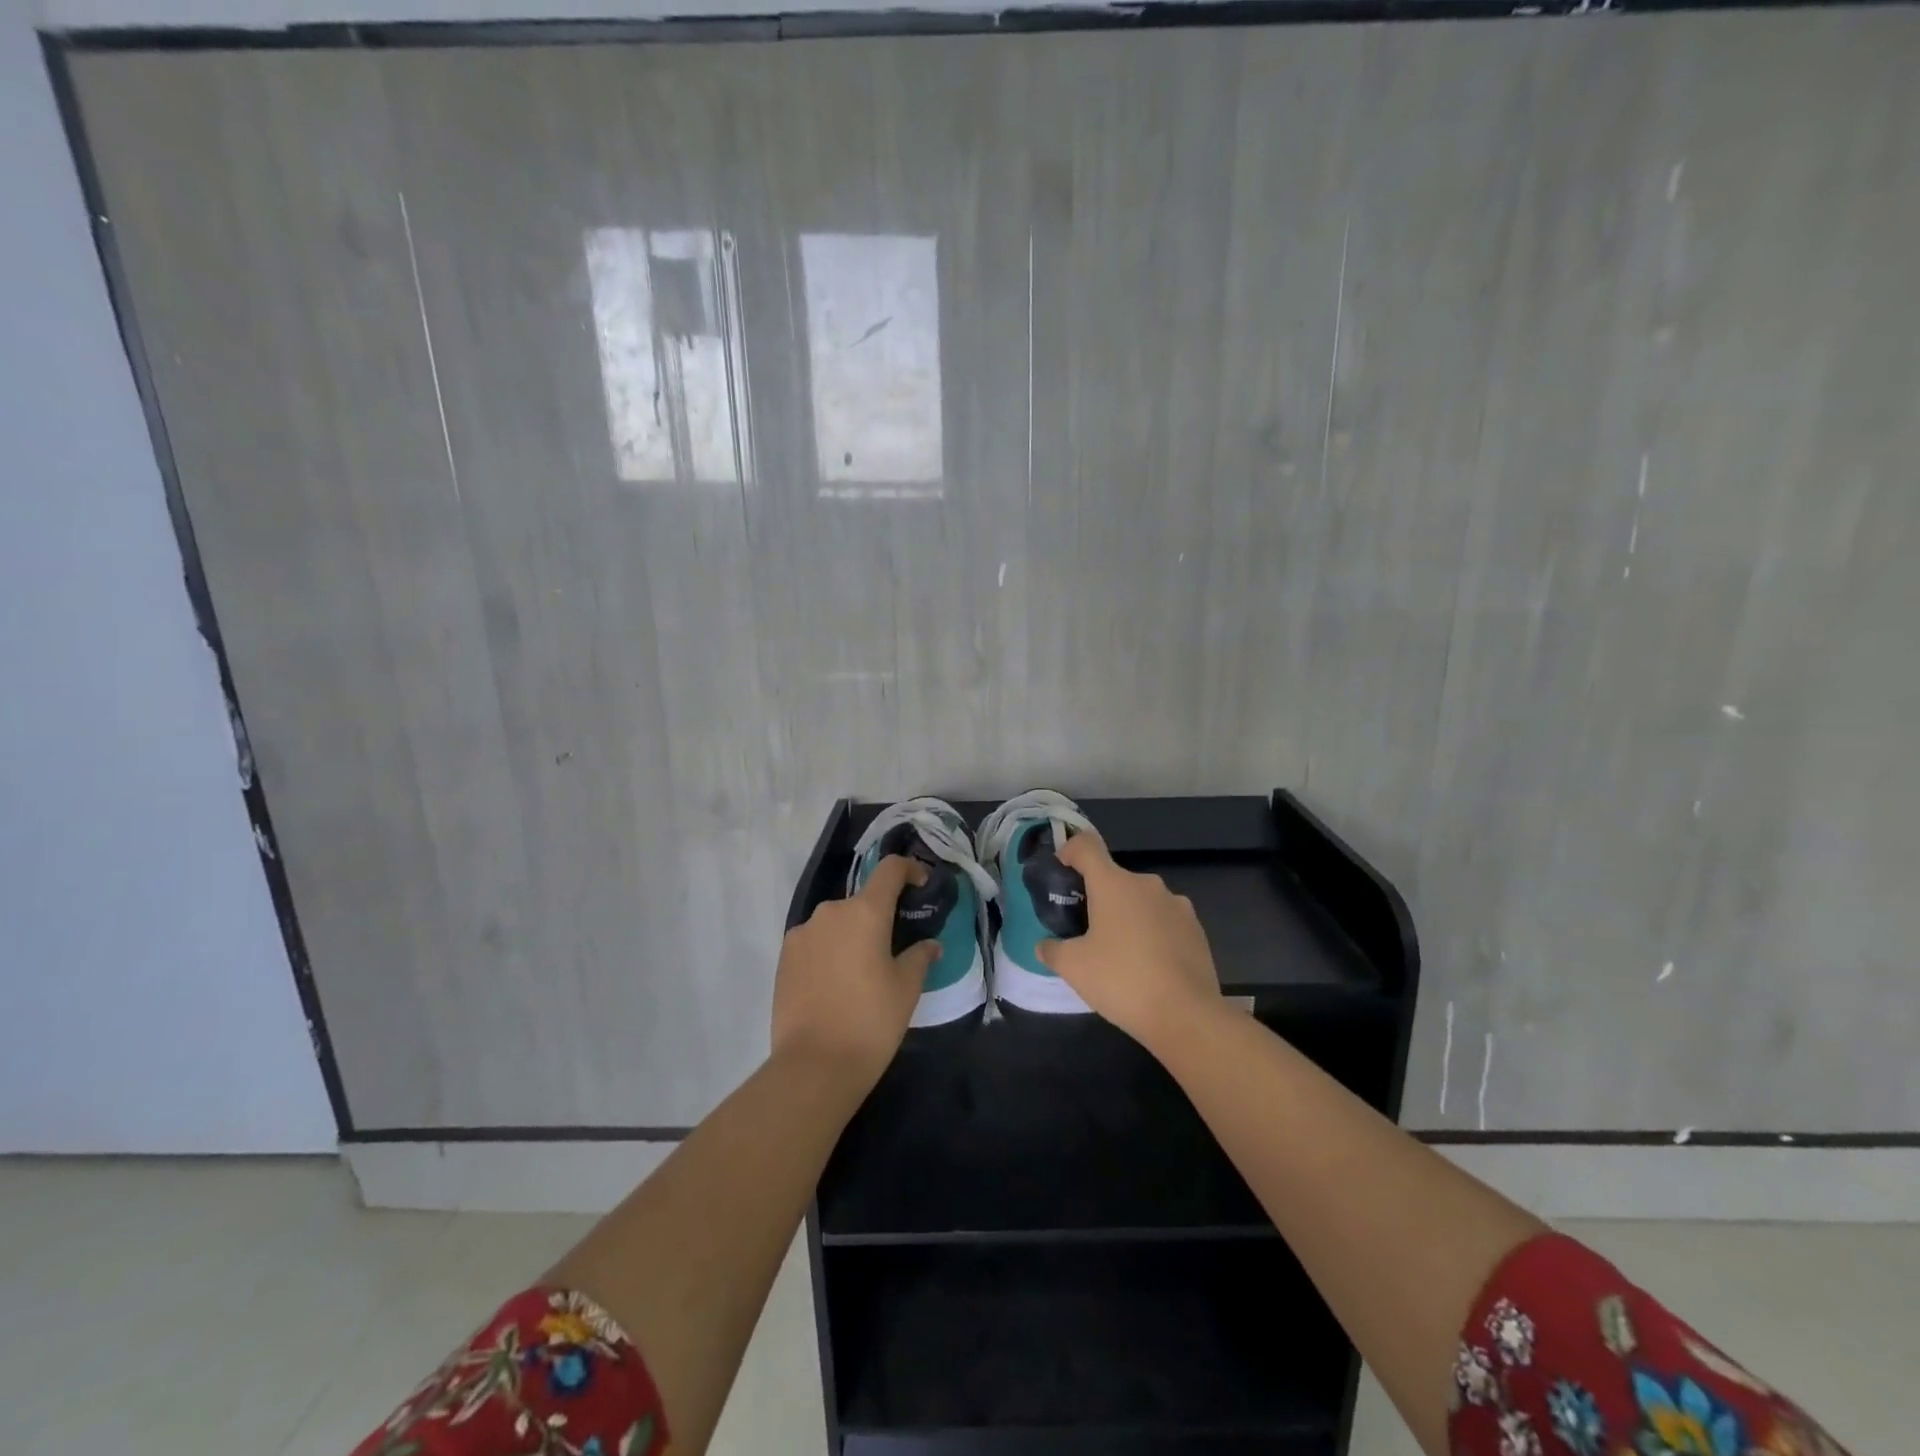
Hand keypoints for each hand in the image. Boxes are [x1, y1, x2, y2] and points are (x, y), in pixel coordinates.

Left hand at [771, 855, 939, 1085]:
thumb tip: (929, 945)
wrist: (813, 1065)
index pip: (890, 869)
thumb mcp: (906, 988)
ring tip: (862, 972)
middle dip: (879, 917)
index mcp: (865, 912)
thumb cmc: (870, 1021)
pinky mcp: (784, 957)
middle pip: (861, 901)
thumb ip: (920, 956)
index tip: (921, 886)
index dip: (909, 869)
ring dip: (852, 936)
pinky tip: (836, 984)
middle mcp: (830, 912)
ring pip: (836, 923)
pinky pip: (814, 942)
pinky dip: (829, 952)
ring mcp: (802, 933)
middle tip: (893, 948)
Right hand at [1037, 834, 1222, 1052]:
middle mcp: (1146, 884)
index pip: (1086, 846)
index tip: (1061, 874)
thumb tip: (1045, 945)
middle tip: (1085, 931)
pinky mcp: (1196, 928)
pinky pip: (1164, 920)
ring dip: (1126, 916)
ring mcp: (1176, 904)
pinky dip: (1151, 933)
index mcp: (1113, 884)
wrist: (1186, 1015)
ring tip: (1119, 953)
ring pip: (1140, 900)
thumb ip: (1052, 950)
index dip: (1069, 852)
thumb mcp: (1073, 968)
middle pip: (1113, 878)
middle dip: (1097, 898)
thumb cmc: (1122, 981)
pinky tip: (1149, 965)